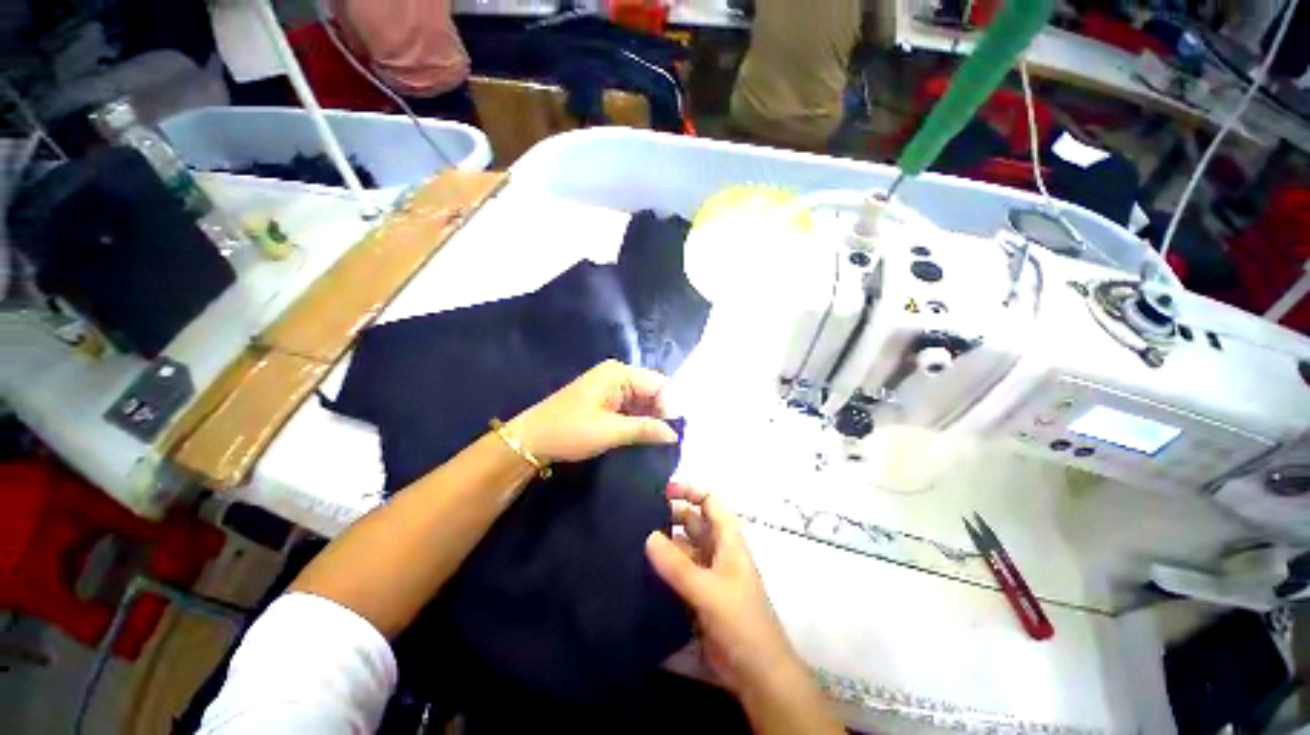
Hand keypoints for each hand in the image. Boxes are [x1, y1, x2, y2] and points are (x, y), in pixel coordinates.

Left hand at [508, 360, 678, 463]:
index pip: (659, 384)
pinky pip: (632, 406)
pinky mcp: (606, 399)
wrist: (531, 440)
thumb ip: (646, 429)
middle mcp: (618, 374)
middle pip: (653, 391)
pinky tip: (643, 436)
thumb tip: (675, 434)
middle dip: (662, 413)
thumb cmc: (569, 431)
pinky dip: (639, 420)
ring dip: (651, 419)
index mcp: (619, 373)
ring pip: (643, 400)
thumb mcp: (610, 431)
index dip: (670, 407)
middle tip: (668, 440)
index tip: (673, 433)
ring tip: (658, 441)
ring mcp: (611, 386)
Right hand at [644, 483, 804, 696]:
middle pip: (693, 522)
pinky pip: (678, 571)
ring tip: (632, 539)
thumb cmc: (740, 622)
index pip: (710, 501)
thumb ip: (678, 565)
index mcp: (727, 539)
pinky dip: (663, 567)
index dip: (690, 491)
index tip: (662, 492)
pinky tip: (640, 568)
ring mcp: (707, 572)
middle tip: (637, 517)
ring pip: (682, 547)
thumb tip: (648, 536)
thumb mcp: (708, 590)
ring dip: (663, 543)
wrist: (757, 673)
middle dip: (670, 516)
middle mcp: (717, 550)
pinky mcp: (698, 594)